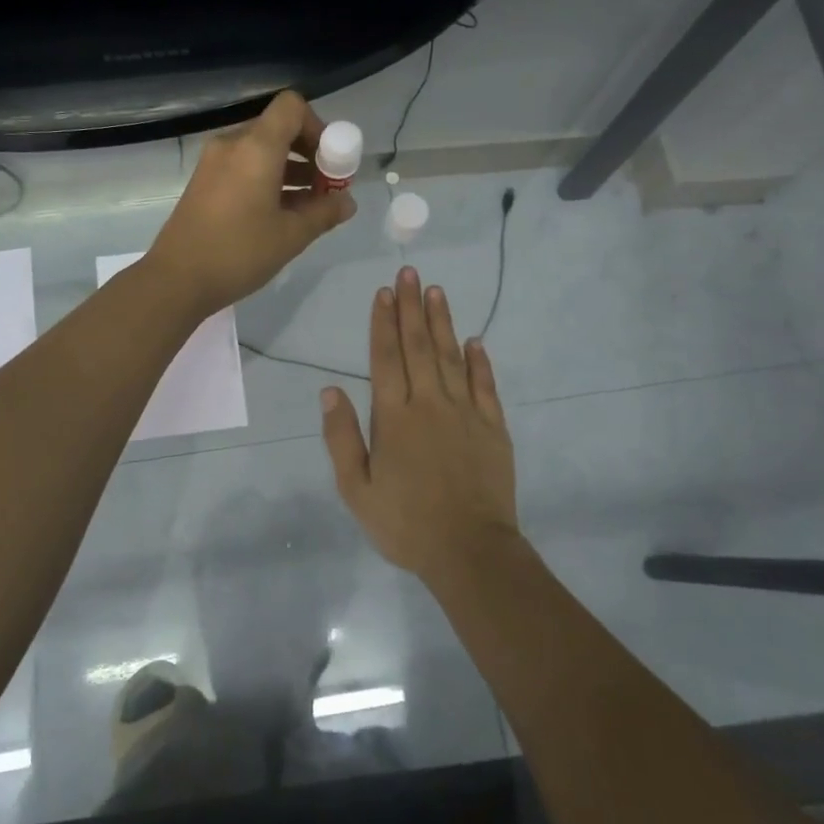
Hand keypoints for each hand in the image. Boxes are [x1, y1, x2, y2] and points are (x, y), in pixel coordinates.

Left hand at [147, 91, 356, 317]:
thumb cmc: (239, 252)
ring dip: (289, 169)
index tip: (330, 162)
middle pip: (278, 129)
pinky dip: (266, 179)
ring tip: (309, 206)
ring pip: (261, 150)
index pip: (292, 107)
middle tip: (325, 188)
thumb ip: (324, 212)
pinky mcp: (204, 182)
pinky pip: (243, 167)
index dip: (318, 127)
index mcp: (256, 148)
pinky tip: (280, 214)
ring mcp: (214, 163)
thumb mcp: (291, 235)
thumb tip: (347, 202)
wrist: (176, 279)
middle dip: (308, 152)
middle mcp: (232, 145)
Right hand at [320, 267, 518, 583]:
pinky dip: (479, 361)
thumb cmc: (405, 523)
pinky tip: (475, 341)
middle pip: (418, 346)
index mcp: (394, 417)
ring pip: (451, 356)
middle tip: (410, 272)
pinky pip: (485, 385)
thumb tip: (329, 389)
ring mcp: (465, 413)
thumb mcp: (356, 488)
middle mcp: (429, 404)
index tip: (383, 292)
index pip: (385, 358)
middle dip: (412, 307)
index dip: (383, 322)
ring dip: (442, 322)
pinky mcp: (493, 427)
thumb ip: (342, 437)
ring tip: (436, 291)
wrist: (470, 551)